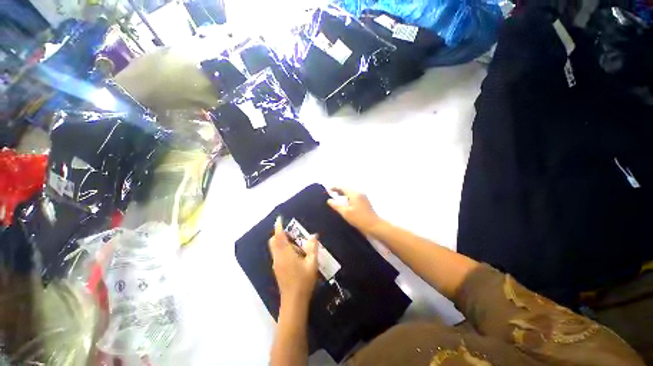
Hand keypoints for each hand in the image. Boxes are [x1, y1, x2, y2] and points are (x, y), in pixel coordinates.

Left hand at [269, 217, 318, 304]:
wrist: (293, 301)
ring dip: (283, 242)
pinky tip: (295, 255)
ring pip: (275, 248)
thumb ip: (313, 248)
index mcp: (285, 254)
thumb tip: (314, 235)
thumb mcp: (312, 263)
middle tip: (293, 234)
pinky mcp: (277, 269)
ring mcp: (276, 264)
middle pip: (273, 241)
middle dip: (280, 234)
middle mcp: (278, 257)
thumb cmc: (303, 281)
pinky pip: (278, 254)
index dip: (278, 227)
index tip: (279, 219)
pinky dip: (283, 249)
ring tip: (297, 246)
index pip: (279, 236)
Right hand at [327, 187, 382, 234]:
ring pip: (351, 191)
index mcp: (354, 194)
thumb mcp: (346, 213)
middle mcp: (359, 193)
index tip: (328, 190)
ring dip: (344, 193)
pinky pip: (354, 195)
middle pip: (347, 188)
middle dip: (339, 189)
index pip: (343, 187)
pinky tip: (345, 202)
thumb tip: (329, 200)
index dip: (335, 187)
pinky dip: (348, 196)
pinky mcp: (365, 201)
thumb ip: (336, 206)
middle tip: (332, 193)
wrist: (374, 225)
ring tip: (337, 197)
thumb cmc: (359, 219)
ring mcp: (363, 196)